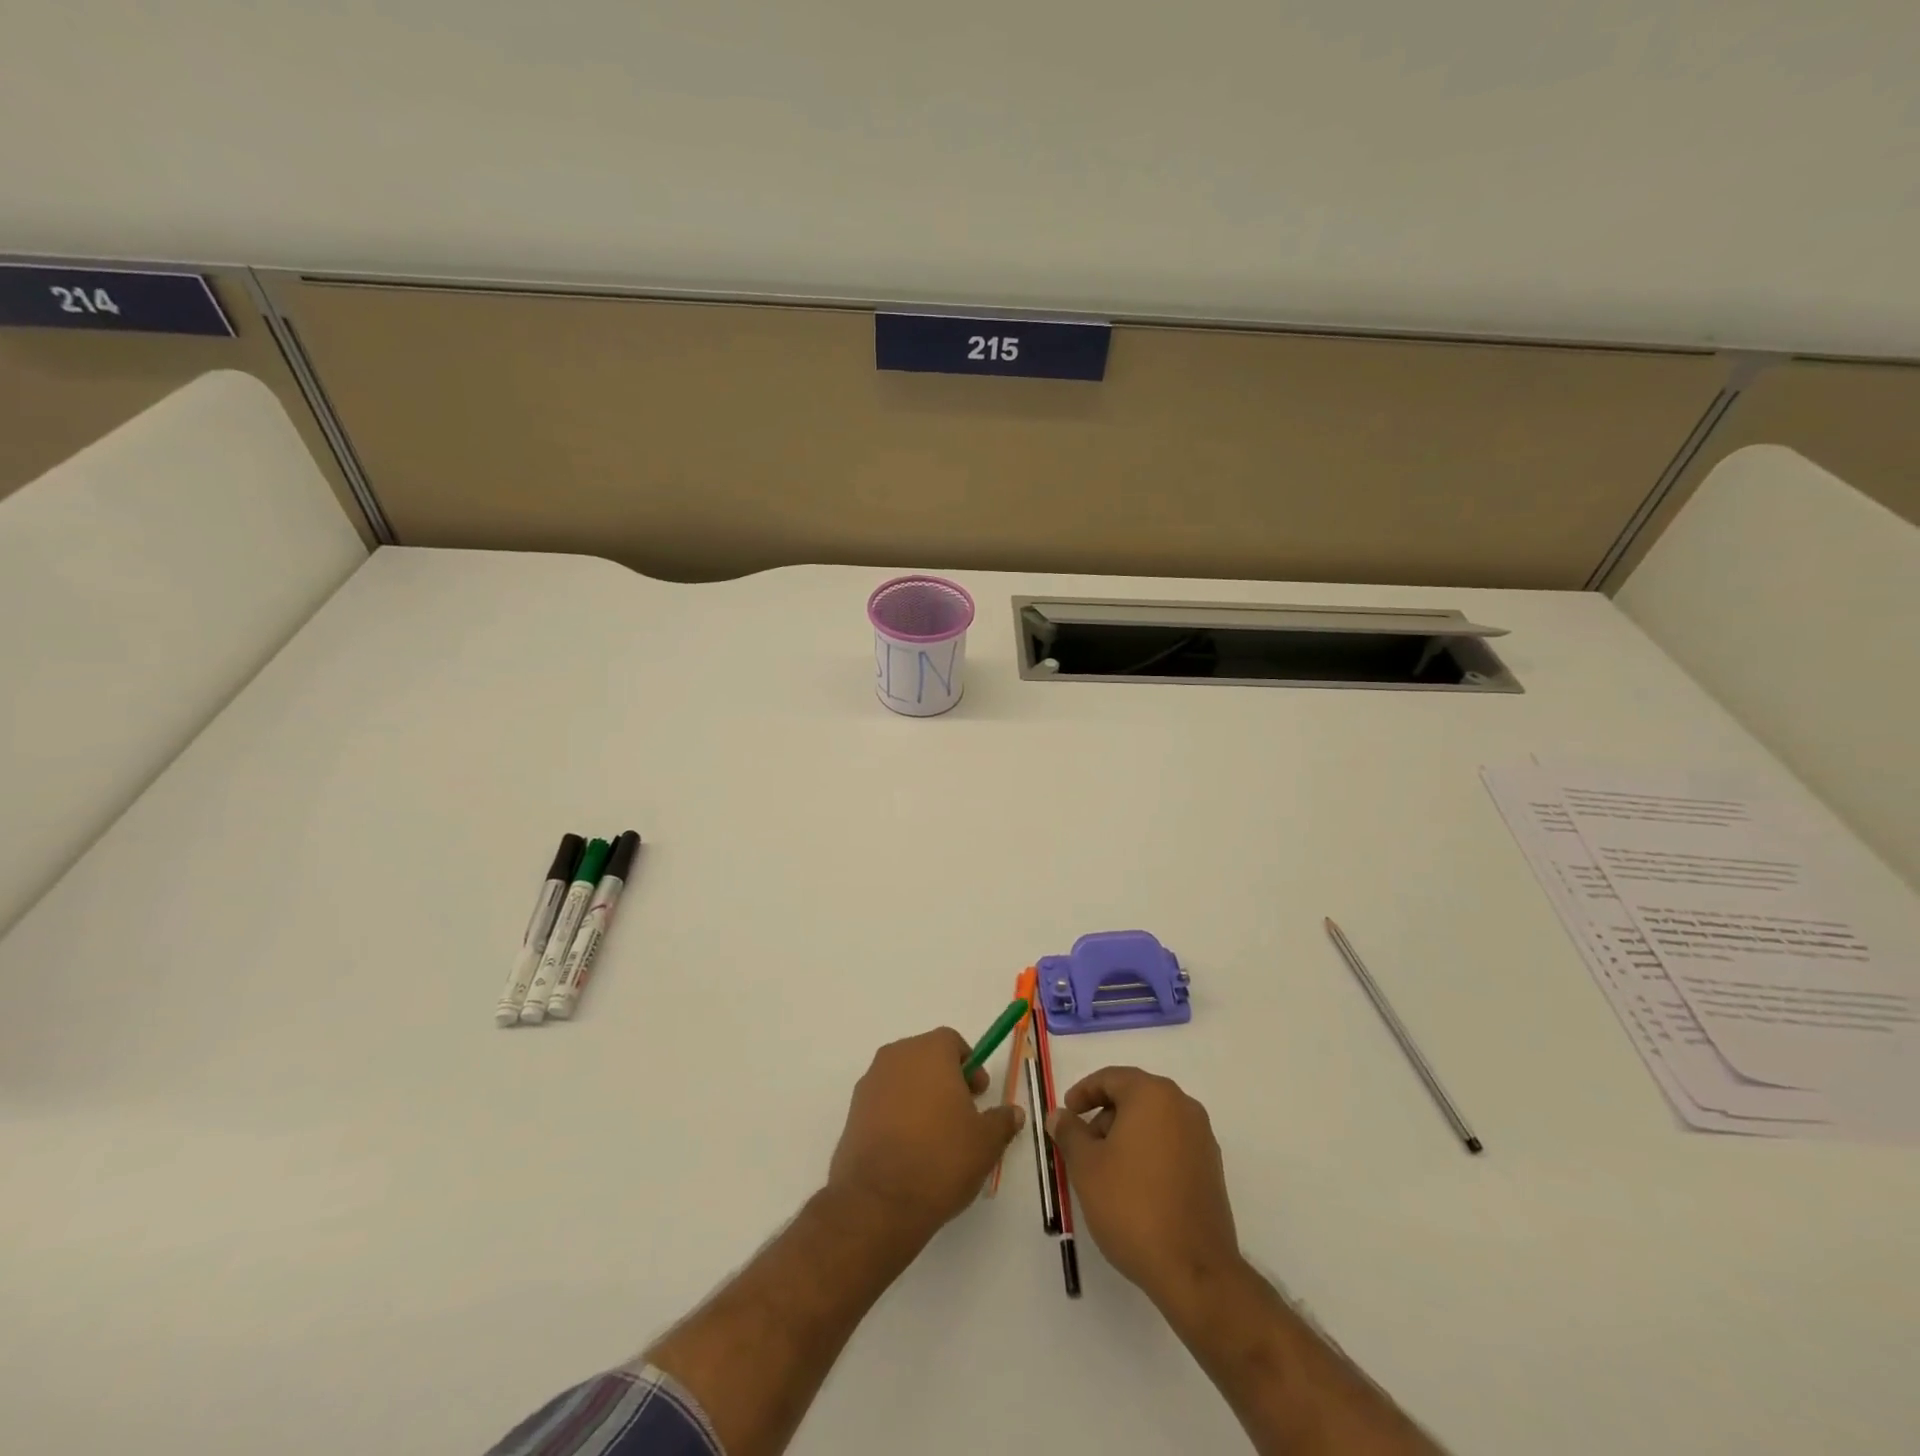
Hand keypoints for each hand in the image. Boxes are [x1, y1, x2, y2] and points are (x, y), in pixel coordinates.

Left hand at [827, 1028, 1024, 1246]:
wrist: (878, 1201)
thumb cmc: (940, 1158)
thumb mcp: (985, 1143)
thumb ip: (1001, 1121)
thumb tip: (1013, 1112)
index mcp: (929, 1051)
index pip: (952, 1041)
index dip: (970, 1064)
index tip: (979, 1094)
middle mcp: (896, 1056)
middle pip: (926, 1057)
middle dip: (945, 1079)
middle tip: (961, 1114)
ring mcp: (870, 1083)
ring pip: (903, 1079)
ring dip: (920, 1096)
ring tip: (935, 1137)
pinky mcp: (853, 1111)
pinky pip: (883, 1102)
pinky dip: (897, 1115)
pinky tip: (909, 1150)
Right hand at [1048, 1067, 1241, 1313]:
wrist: (1194, 1270)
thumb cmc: (1132, 1206)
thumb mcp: (1086, 1166)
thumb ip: (1069, 1133)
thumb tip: (1059, 1115)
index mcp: (1153, 1095)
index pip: (1111, 1078)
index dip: (1083, 1092)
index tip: (1066, 1113)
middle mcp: (1182, 1106)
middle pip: (1134, 1097)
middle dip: (1104, 1115)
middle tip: (1081, 1144)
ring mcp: (1201, 1138)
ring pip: (1154, 1121)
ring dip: (1125, 1134)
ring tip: (1104, 1168)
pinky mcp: (1211, 1168)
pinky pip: (1171, 1144)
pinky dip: (1147, 1151)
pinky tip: (1132, 1184)